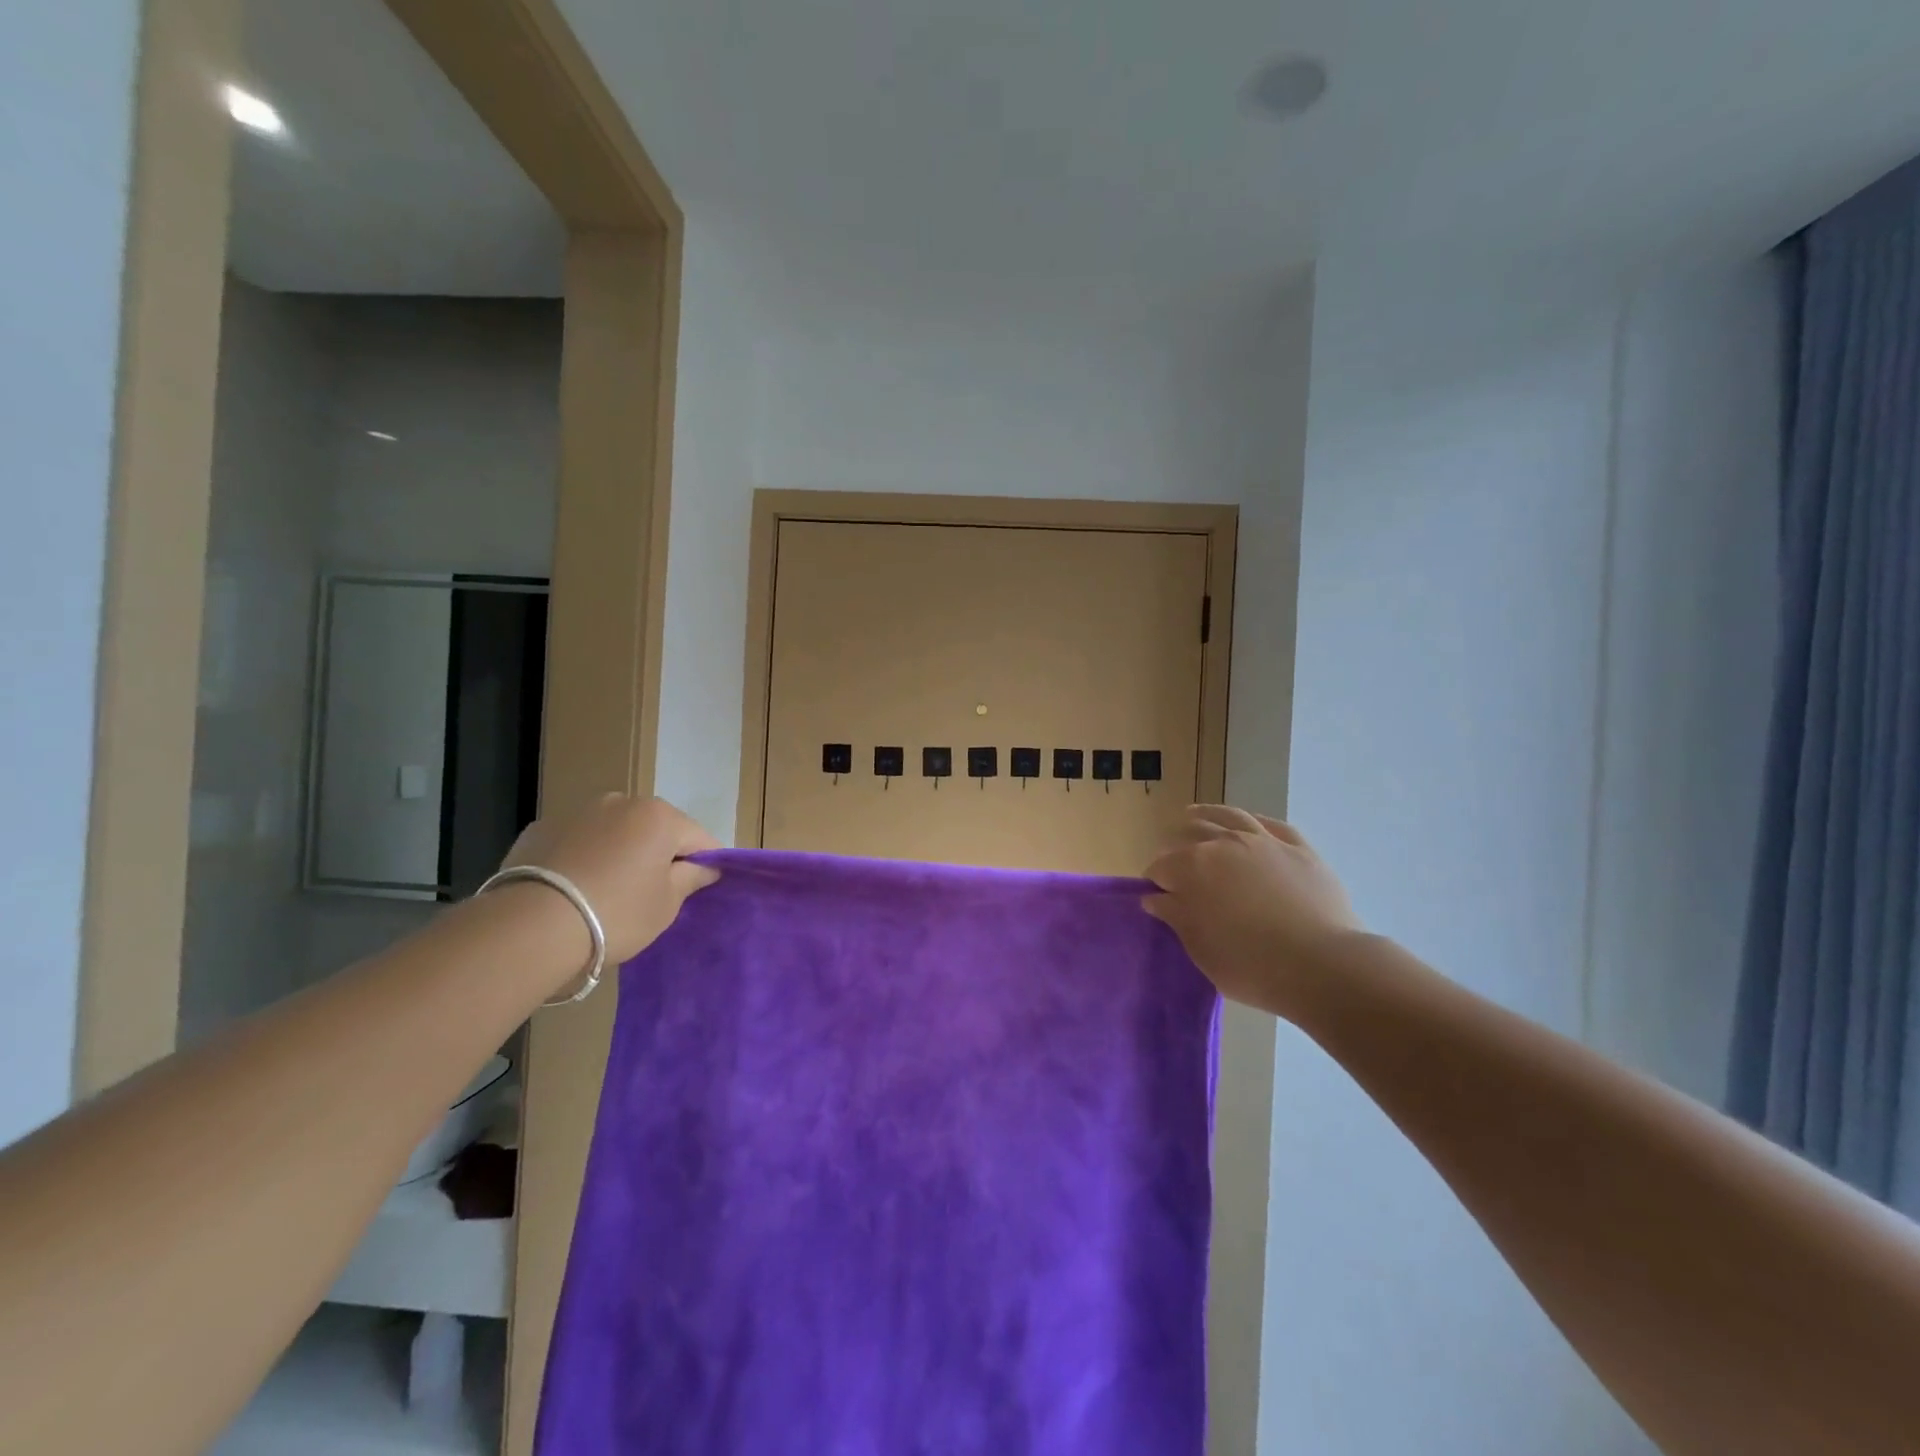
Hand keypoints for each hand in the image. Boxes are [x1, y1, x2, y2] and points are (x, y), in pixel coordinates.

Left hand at [500, 794, 721, 967]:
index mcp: (660, 816)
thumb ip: (691, 878)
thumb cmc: (615, 913)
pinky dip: (584, 857)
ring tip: (607, 892)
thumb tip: (707, 866)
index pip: (699, 838)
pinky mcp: (541, 828)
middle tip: (651, 894)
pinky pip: (578, 840)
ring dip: (620, 852)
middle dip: (659, 854)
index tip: (698, 890)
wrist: (530, 927)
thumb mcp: (666, 904)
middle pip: (655, 829)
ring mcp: (578, 811)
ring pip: (615, 831)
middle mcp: (621, 802)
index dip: (705, 864)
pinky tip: (574, 888)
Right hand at [1144, 806, 1361, 1016]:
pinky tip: (1249, 824)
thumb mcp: (1201, 949)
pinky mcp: (1299, 848)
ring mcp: (1264, 841)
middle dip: (1176, 846)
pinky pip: (1272, 824)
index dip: (1155, 881)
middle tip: (1176, 864)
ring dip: (1207, 815)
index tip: (1157, 897)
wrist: (1322, 965)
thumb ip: (1175, 917)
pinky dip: (1254, 821)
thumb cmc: (1250, 965)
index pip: (1161, 867)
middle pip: (1190, 834)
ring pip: (1229, 816)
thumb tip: (1155, 897)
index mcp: (1193, 867)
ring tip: (1195, 816)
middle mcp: (1224, 843)